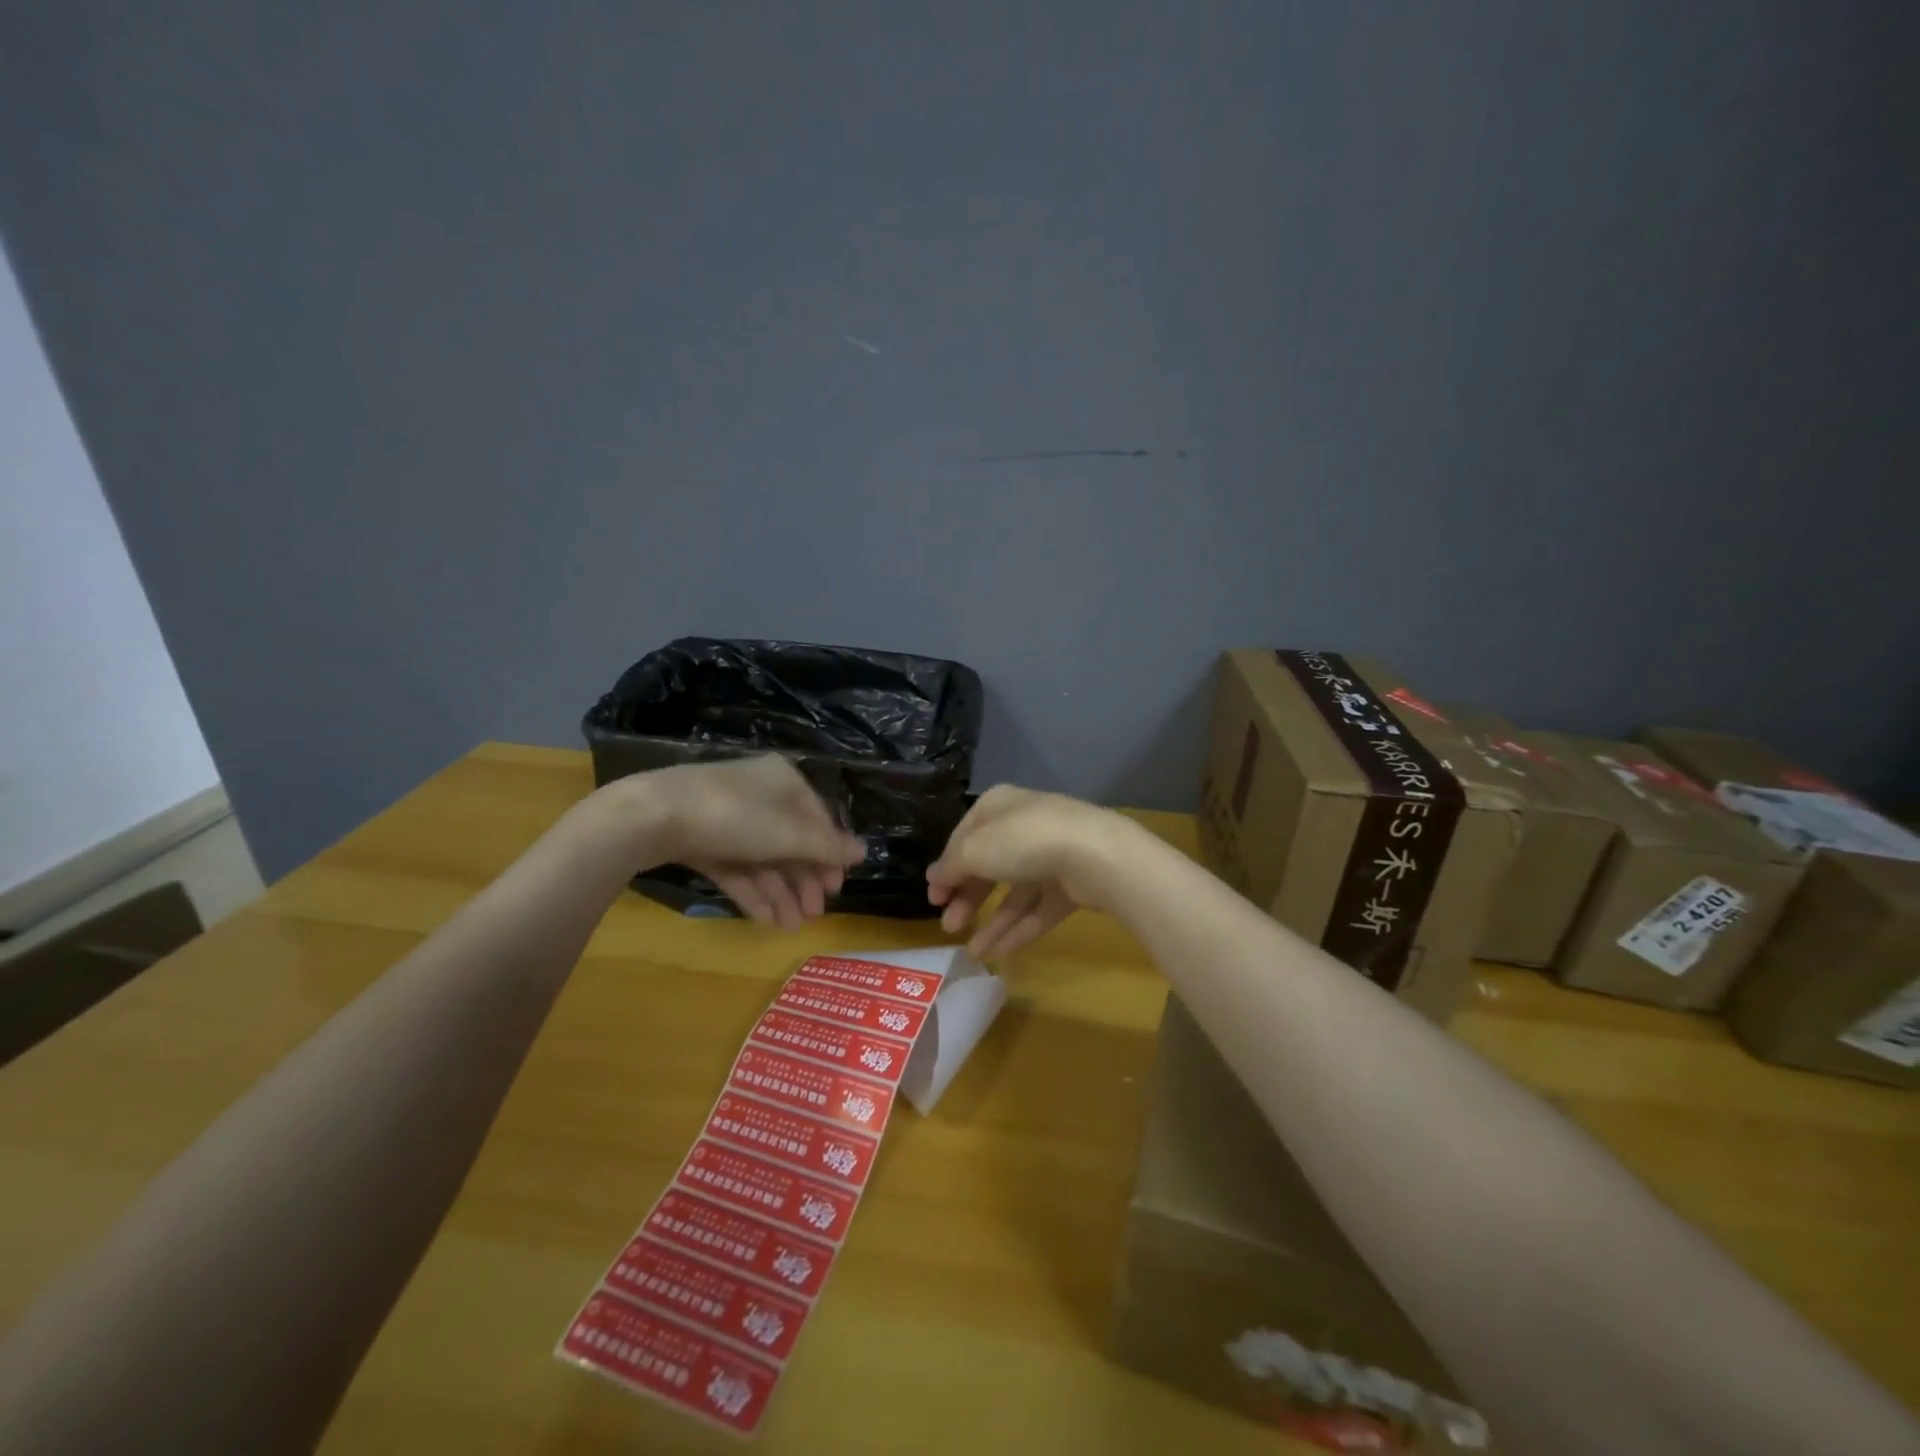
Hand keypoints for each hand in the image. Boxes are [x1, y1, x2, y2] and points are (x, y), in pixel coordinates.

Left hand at [620, 756, 866, 927]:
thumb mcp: (788, 835)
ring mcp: (727, 818)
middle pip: (790, 842)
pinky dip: (753, 891)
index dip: (830, 855)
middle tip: (815, 915)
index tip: (837, 889)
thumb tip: (864, 851)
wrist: (652, 816)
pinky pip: (736, 867)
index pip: (818, 820)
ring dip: (780, 893)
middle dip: (803, 881)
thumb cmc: (735, 817)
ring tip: (791, 927)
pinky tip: (766, 919)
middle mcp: (759, 795)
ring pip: (763, 859)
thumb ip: (827, 847)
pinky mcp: (701, 839)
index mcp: (784, 782)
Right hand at [925, 785, 1136, 958]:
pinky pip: (1038, 908)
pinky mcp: (1070, 884)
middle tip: (949, 927)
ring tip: (973, 952)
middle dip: (967, 898)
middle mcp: (1023, 827)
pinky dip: (1019, 929)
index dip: (946, 868)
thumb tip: (933, 876)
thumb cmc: (1023, 841)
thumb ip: (951, 866)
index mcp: (997, 807)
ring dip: (992, 921)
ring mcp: (1050, 856)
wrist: (1094, 855)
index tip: (934, 899)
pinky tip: (1001, 953)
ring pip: (1014, 891)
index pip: (963, 837)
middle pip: (988, 866)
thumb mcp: (974, 850)